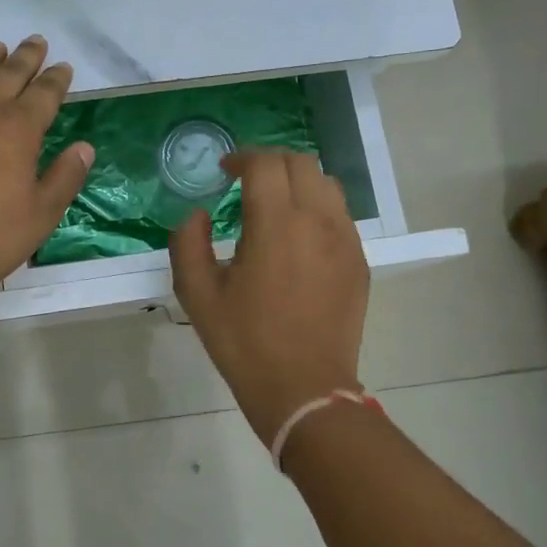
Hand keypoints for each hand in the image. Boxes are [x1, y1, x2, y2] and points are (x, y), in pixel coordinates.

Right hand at [169, 150, 369, 444]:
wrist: (304, 389)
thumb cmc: (245, 343)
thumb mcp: (197, 295)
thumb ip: (188, 243)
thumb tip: (198, 215)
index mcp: (277, 224)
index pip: (266, 164)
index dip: (242, 158)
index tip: (225, 171)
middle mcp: (317, 221)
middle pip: (301, 163)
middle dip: (270, 163)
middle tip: (247, 181)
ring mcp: (345, 240)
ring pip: (327, 184)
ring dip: (298, 181)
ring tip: (275, 204)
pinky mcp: (359, 261)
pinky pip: (340, 215)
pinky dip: (317, 208)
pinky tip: (298, 236)